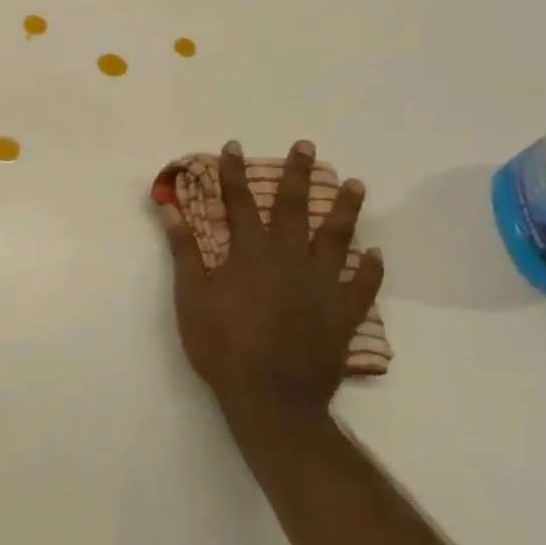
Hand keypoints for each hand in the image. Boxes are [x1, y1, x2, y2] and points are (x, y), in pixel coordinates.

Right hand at [155, 139, 382, 422]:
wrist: (272, 398)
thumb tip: (169, 208)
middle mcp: (288, 259)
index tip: (233, 146)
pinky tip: (376, 253)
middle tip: (307, 147)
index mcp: (249, 254)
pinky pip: (363, 286)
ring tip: (356, 184)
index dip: (232, 173)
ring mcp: (321, 285)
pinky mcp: (343, 314)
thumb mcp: (191, 297)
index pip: (238, 202)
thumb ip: (183, 250)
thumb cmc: (222, 346)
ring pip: (337, 238)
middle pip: (293, 208)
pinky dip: (371, 269)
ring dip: (345, 209)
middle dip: (298, 174)